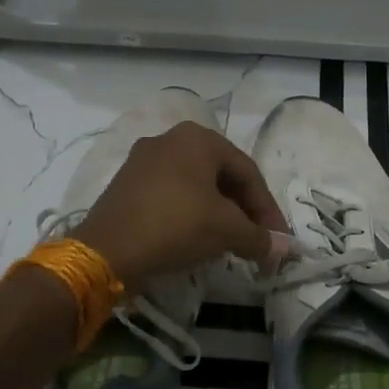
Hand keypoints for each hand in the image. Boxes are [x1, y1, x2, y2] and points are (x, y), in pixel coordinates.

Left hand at [71, 121, 287, 294]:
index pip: (248, 173)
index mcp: (198, 137)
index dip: (268, 209)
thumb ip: (259, 237)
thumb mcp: (226, 231)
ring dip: (218, 213)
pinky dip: (190, 214)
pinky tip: (195, 238)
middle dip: (243, 210)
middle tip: (256, 240)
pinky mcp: (125, 184)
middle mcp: (170, 138)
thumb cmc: (175, 226)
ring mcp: (143, 160)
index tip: (277, 240)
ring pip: (195, 186)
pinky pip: (171, 194)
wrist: (106, 250)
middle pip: (221, 176)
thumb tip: (282, 249)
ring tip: (230, 242)